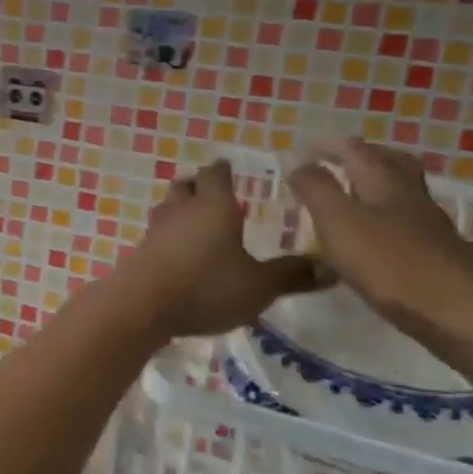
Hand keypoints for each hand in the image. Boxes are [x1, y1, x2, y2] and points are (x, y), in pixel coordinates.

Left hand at [108, 160, 322, 340]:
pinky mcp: (141, 251)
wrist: (142, 305)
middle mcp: (181, 210)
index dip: (223, 170)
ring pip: (168, 207)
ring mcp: (156, 229)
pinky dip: (169, 235)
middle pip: (186, 185)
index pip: (215, 174)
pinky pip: (157, 233)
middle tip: (214, 193)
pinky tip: (179, 252)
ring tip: (197, 221)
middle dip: (199, 186)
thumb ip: (292, 275)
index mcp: (212, 206)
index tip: (229, 168)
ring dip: (181, 209)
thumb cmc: (206, 286)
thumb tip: (331, 267)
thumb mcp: (258, 285)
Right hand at [284, 138, 472, 335]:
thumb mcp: (338, 222)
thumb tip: (298, 160)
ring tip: (353, 194)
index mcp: (383, 182)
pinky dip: (389, 217)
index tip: (303, 146)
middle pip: (390, 163)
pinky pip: (410, 222)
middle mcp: (410, 197)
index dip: (328, 145)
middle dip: (364, 155)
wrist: (461, 315)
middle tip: (338, 158)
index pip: (355, 150)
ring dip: (378, 184)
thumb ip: (315, 189)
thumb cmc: (389, 263)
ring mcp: (430, 226)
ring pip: (403, 192)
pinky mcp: (440, 254)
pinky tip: (380, 234)